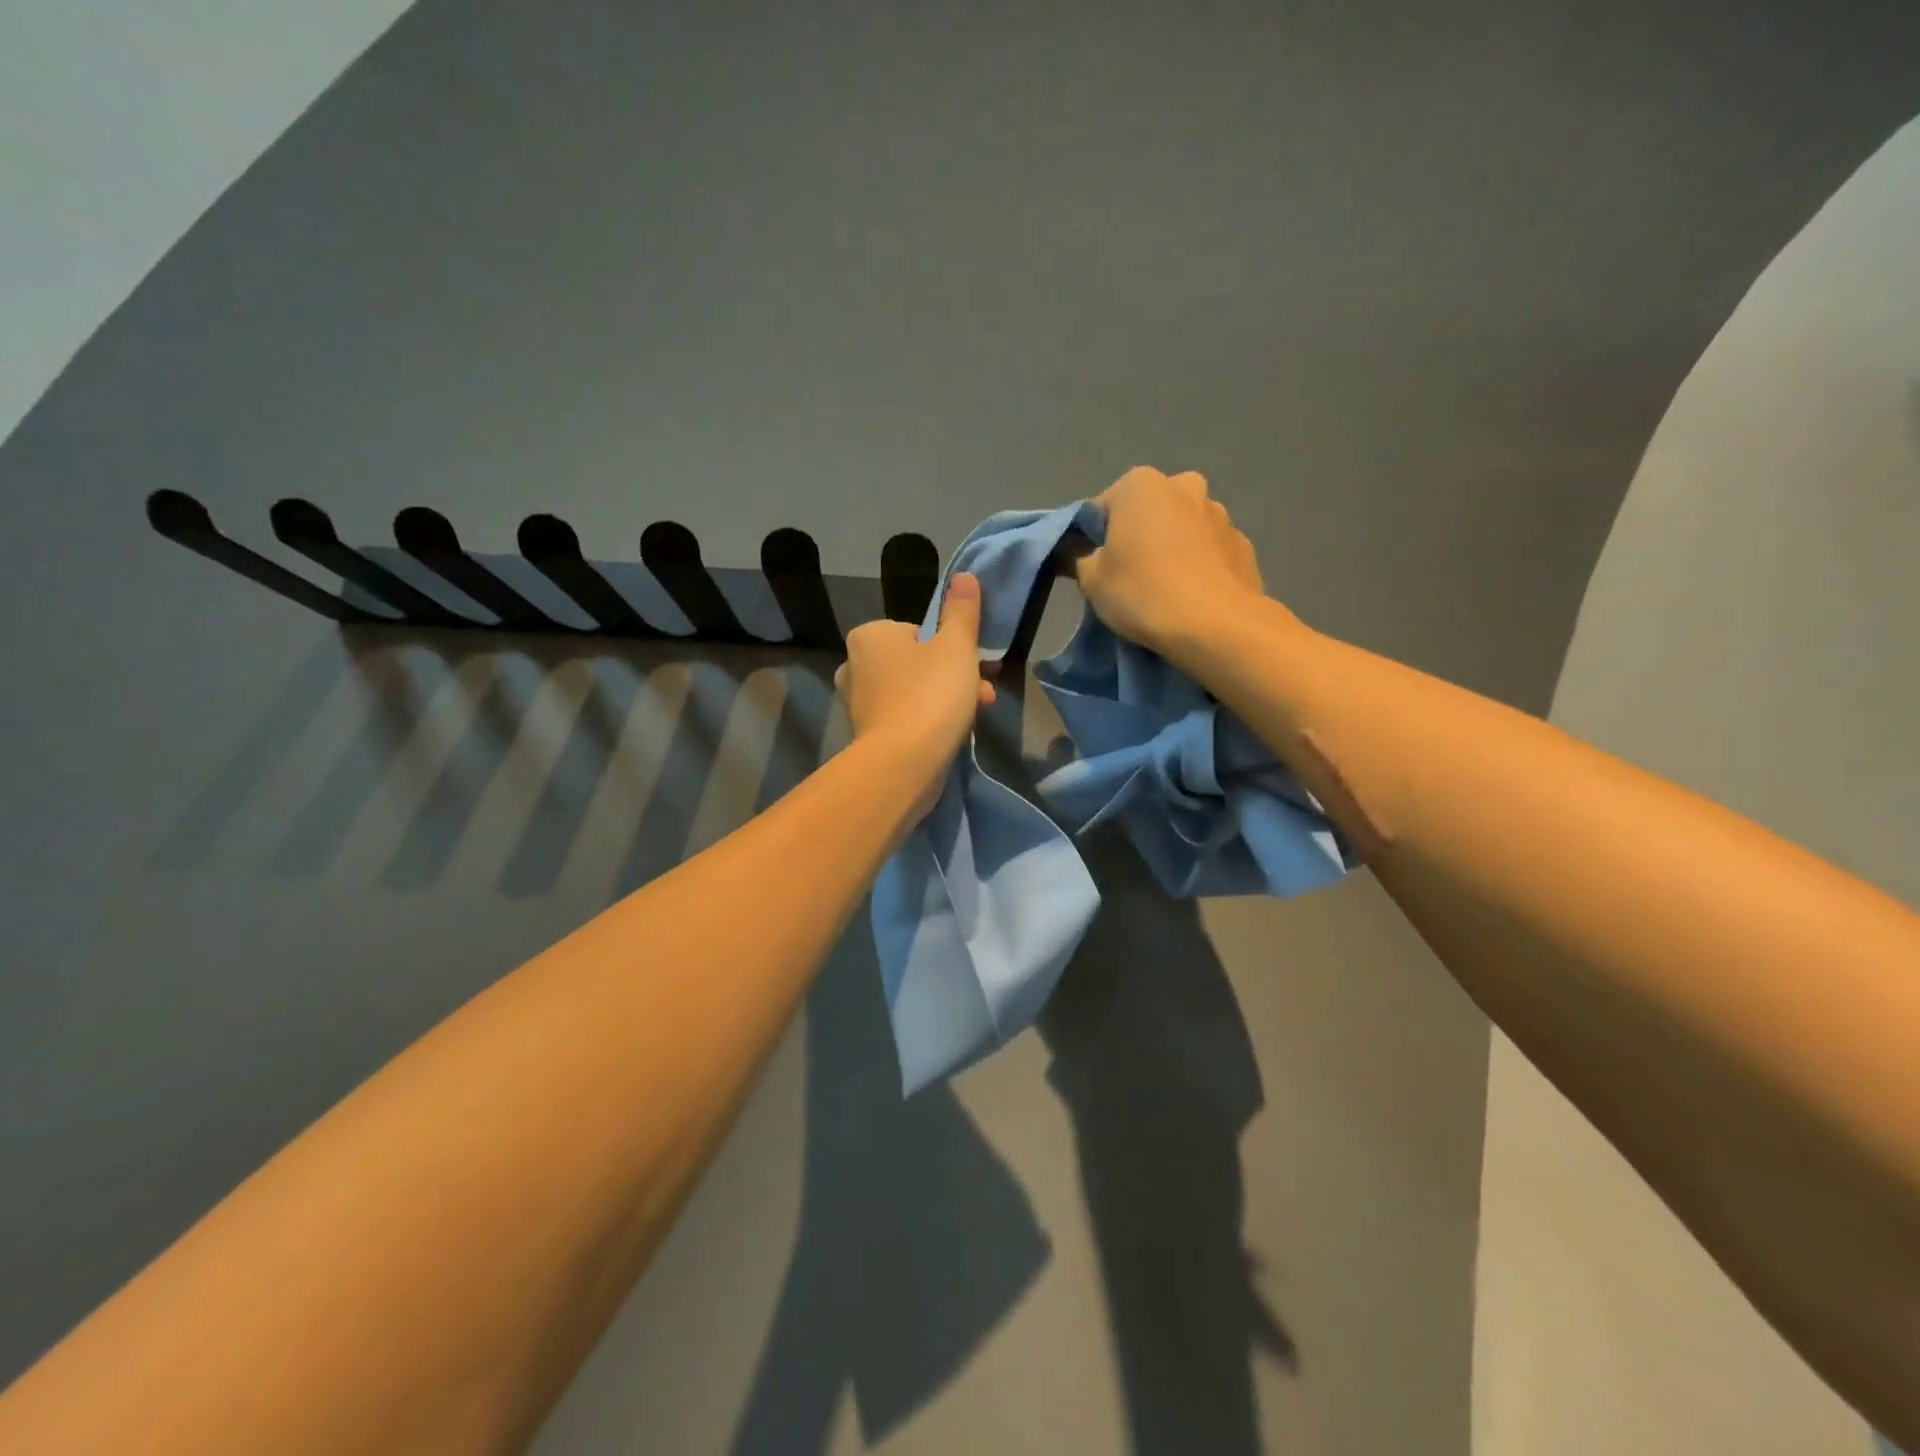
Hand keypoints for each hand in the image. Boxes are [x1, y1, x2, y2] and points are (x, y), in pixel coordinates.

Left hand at [835, 573, 995, 818]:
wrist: (903, 765)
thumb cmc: (930, 695)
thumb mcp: (956, 646)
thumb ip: (961, 611)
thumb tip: (963, 576)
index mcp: (870, 636)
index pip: (919, 631)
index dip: (952, 646)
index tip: (974, 664)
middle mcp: (855, 666)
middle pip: (918, 662)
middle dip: (955, 675)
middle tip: (983, 692)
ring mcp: (859, 704)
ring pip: (914, 691)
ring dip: (948, 698)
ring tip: (977, 715)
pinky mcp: (867, 736)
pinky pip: (907, 718)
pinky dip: (929, 721)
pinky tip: (955, 734)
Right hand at [1073, 467, 1278, 656]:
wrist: (1216, 626)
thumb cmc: (1143, 593)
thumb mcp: (1091, 580)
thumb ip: (1077, 558)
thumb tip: (1077, 552)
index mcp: (1140, 484)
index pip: (1100, 509)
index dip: (1091, 541)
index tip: (1092, 570)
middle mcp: (1183, 485)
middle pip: (1146, 512)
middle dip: (1136, 537)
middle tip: (1127, 578)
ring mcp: (1219, 513)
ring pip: (1180, 529)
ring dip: (1170, 548)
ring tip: (1163, 590)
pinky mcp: (1243, 544)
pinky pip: (1208, 551)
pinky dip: (1198, 565)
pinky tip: (1192, 596)